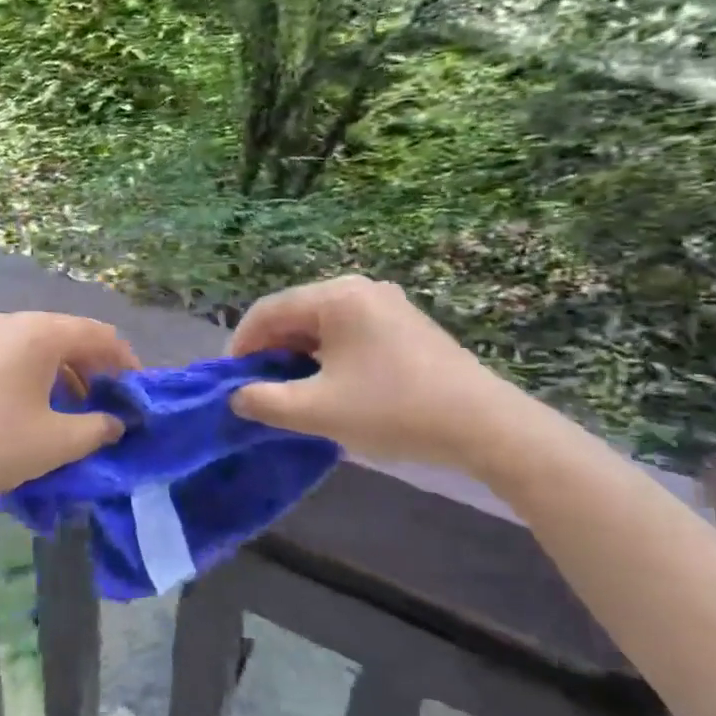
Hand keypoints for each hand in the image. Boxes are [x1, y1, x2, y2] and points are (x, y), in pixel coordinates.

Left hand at [0, 312, 137, 517]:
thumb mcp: (54, 442)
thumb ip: (98, 428)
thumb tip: (118, 422)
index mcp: (39, 331)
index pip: (100, 335)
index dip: (127, 364)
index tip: (141, 396)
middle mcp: (12, 322)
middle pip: (70, 338)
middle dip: (97, 372)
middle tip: (113, 409)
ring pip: (42, 350)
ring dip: (68, 378)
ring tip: (80, 417)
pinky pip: (16, 359)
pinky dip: (39, 381)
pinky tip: (41, 415)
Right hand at [228, 276, 527, 474]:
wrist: (484, 426)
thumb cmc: (393, 410)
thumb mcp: (318, 411)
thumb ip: (266, 401)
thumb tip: (237, 396)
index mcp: (335, 297)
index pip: (268, 310)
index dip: (241, 345)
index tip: (230, 382)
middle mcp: (359, 288)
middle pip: (295, 314)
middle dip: (270, 351)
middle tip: (257, 389)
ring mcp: (386, 304)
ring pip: (322, 325)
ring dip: (298, 355)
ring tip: (289, 392)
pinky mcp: (405, 324)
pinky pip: (349, 332)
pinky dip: (327, 356)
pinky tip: (328, 386)